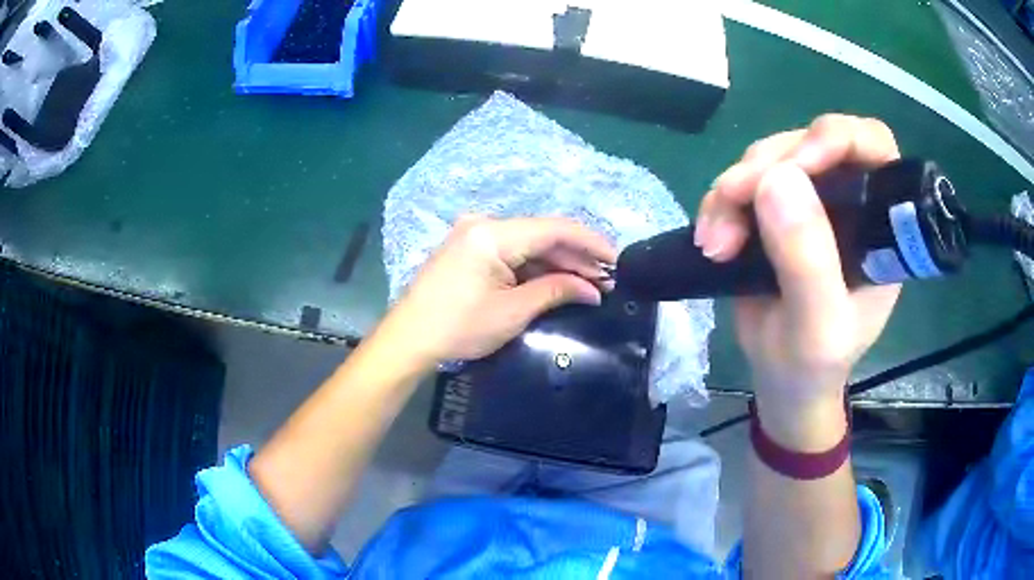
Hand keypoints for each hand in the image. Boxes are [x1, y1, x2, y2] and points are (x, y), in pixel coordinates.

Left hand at [377, 215, 615, 366]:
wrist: (409, 339)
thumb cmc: (459, 327)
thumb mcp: (513, 311)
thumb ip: (556, 291)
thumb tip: (594, 290)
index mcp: (493, 233)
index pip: (555, 229)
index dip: (590, 243)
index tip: (617, 259)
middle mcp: (484, 224)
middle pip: (543, 235)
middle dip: (577, 257)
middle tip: (608, 280)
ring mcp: (475, 235)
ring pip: (530, 244)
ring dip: (559, 263)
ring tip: (591, 283)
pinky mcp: (471, 250)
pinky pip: (512, 253)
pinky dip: (536, 267)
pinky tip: (559, 281)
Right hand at [695, 115, 901, 446]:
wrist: (781, 381)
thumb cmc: (813, 365)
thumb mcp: (817, 327)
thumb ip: (808, 261)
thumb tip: (777, 179)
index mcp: (878, 223)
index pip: (872, 146)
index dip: (836, 139)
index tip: (797, 166)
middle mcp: (848, 200)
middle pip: (809, 143)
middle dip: (767, 167)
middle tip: (732, 203)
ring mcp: (810, 202)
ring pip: (769, 158)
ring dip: (734, 189)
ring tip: (716, 242)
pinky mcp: (774, 210)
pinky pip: (742, 182)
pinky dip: (720, 202)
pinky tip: (711, 238)